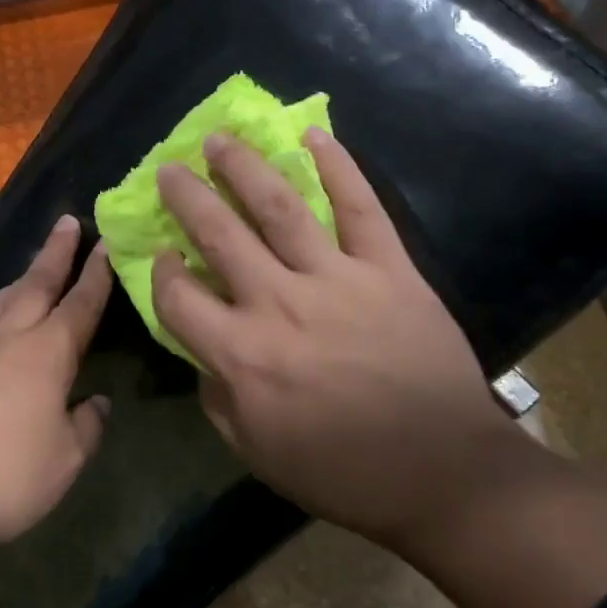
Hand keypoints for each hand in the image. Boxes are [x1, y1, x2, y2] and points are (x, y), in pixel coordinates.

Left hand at [0, 214, 112, 556]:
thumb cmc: (4, 476)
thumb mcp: (65, 460)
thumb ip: (86, 426)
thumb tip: (96, 403)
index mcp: (45, 353)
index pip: (79, 304)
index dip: (96, 275)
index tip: (106, 244)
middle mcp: (7, 339)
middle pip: (35, 284)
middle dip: (55, 253)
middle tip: (67, 222)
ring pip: (1, 300)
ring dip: (23, 278)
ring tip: (35, 267)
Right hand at [152, 128, 524, 546]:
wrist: (445, 473)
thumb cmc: (343, 472)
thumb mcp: (257, 453)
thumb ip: (218, 399)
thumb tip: (205, 354)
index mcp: (243, 355)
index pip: (179, 297)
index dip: (161, 273)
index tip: (161, 257)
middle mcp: (280, 304)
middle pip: (220, 235)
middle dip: (188, 197)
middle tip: (169, 169)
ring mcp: (338, 280)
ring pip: (281, 208)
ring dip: (245, 168)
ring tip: (220, 140)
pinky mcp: (391, 270)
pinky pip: (361, 208)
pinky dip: (339, 166)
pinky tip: (314, 134)